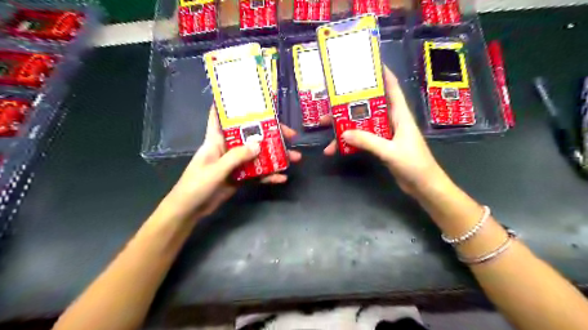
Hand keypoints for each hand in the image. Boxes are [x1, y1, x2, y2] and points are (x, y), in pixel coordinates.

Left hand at [161, 105, 299, 219]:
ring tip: (294, 158)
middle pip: (251, 136)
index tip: (250, 98)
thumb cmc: (196, 185)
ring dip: (275, 157)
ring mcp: (235, 164)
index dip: (231, 106)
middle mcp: (228, 149)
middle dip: (270, 134)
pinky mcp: (240, 178)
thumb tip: (259, 144)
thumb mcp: (216, 169)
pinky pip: (257, 174)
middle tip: (290, 135)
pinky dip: (269, 176)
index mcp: (216, 140)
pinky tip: (281, 178)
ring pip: (258, 156)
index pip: (220, 117)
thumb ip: (236, 157)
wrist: (190, 210)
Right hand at [322, 68, 445, 196]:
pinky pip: (363, 139)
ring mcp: (386, 134)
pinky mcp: (381, 146)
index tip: (367, 64)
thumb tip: (344, 133)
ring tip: (326, 129)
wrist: (423, 186)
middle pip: (369, 107)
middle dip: (350, 105)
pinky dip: (351, 143)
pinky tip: (336, 148)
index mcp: (400, 115)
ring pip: (362, 124)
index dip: (382, 74)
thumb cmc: (414, 164)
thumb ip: (368, 141)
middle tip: (329, 105)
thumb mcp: (390, 151)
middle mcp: (392, 121)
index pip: (392, 88)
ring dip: (346, 127)